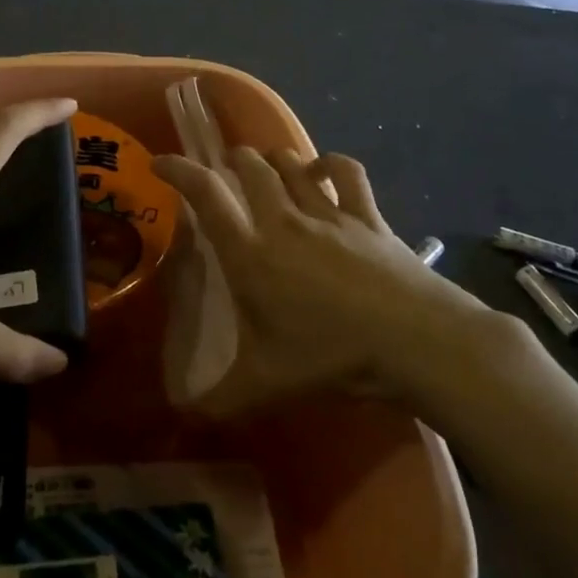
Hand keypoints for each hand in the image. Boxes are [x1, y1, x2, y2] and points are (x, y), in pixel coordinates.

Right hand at [152, 147, 516, 406]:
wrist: (416, 341)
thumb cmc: (333, 356)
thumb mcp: (267, 385)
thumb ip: (218, 401)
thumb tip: (179, 418)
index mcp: (251, 253)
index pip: (206, 195)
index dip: (179, 171)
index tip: (161, 162)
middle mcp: (284, 221)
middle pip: (250, 167)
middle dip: (231, 160)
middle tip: (222, 171)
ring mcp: (329, 213)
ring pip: (292, 164)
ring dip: (273, 159)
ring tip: (265, 167)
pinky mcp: (367, 216)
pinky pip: (347, 173)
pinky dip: (330, 164)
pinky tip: (323, 169)